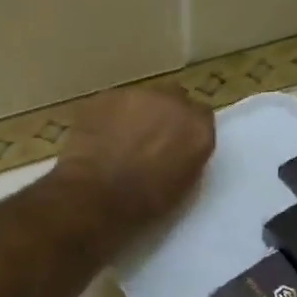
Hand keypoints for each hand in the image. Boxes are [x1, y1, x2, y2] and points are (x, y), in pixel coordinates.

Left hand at [51, 86, 215, 230]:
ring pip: (141, 99)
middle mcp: (172, 102)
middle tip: (148, 141)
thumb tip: (178, 151)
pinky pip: (113, 104)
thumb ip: (187, 157)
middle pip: (173, 100)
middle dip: (163, 116)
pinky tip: (98, 138)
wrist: (95, 194)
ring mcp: (137, 95)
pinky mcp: (105, 96)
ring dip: (136, 114)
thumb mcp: (182, 186)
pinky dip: (109, 117)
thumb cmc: (143, 202)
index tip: (176, 145)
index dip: (186, 130)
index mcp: (197, 128)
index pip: (201, 117)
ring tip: (119, 141)